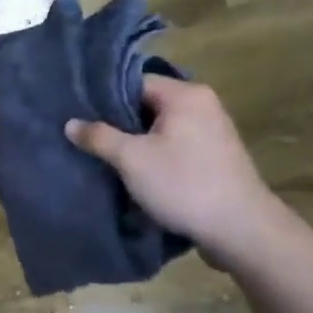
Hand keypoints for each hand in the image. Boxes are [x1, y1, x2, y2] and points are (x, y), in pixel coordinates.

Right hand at [65, 76, 279, 258]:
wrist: (242, 231)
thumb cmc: (184, 185)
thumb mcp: (132, 159)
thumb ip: (99, 137)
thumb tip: (70, 123)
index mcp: (185, 95)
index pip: (134, 82)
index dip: (104, 97)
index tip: (79, 114)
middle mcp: (202, 104)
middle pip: (147, 103)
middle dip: (118, 121)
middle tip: (87, 136)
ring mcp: (212, 131)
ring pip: (160, 126)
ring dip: (136, 140)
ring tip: (105, 154)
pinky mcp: (214, 156)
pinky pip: (175, 144)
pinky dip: (154, 153)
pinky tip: (134, 170)